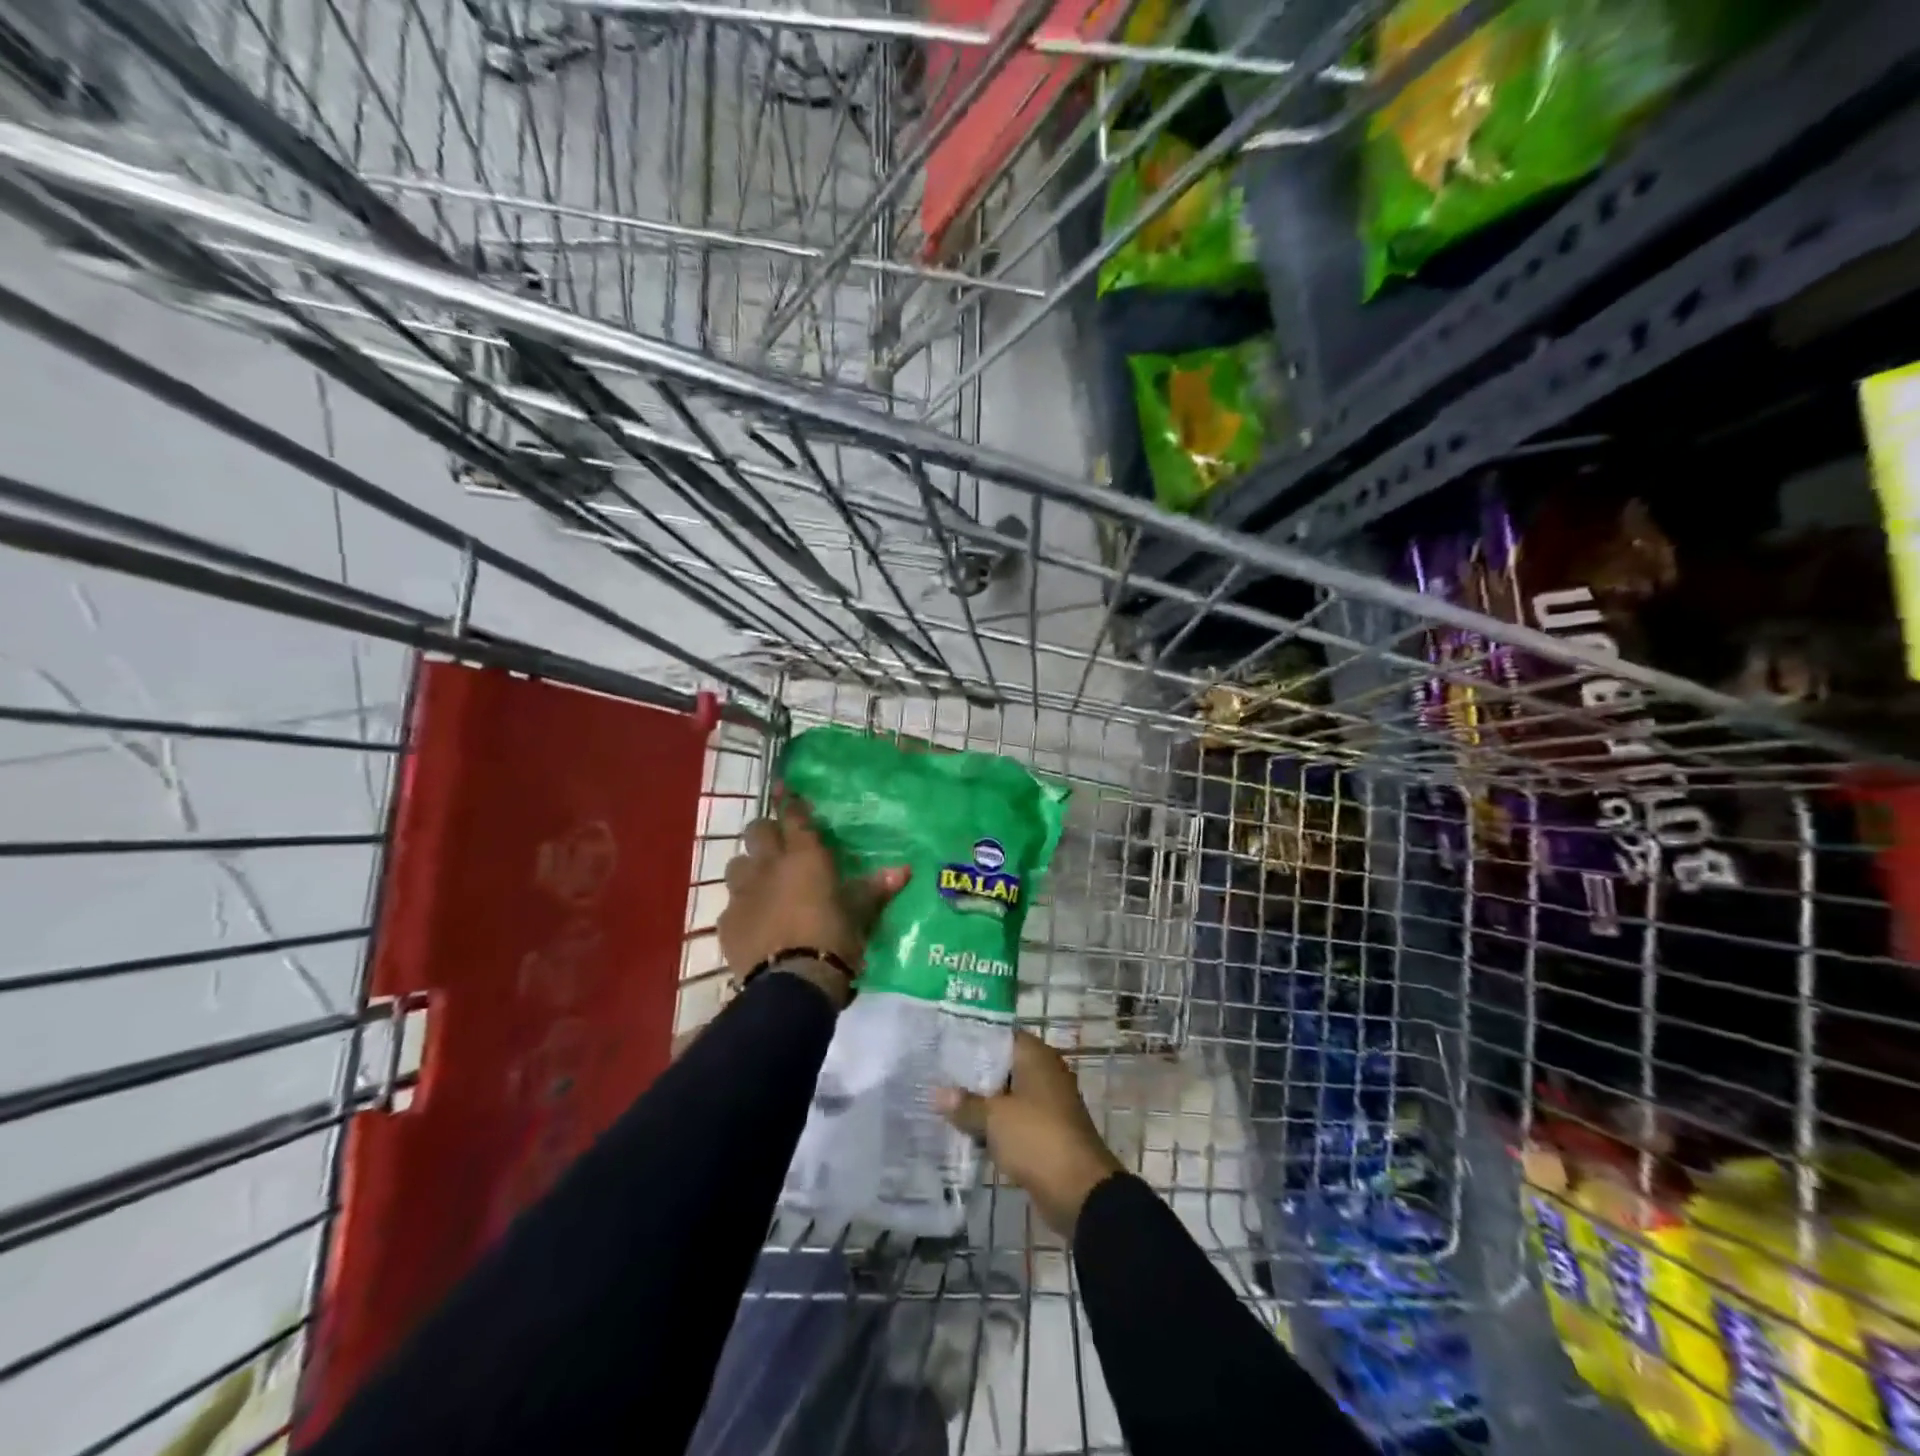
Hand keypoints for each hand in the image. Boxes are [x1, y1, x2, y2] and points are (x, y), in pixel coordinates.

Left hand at [717, 796, 907, 1002]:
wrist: (793, 982)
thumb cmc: (834, 938)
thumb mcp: (860, 913)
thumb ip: (876, 888)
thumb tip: (904, 869)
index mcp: (805, 856)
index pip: (794, 816)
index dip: (790, 801)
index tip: (785, 789)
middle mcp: (769, 865)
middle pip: (757, 830)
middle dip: (766, 830)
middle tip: (778, 841)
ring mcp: (742, 893)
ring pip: (737, 863)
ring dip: (749, 866)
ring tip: (762, 881)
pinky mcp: (727, 922)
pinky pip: (731, 903)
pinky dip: (742, 906)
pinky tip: (754, 920)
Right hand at [935, 1031, 1124, 1237]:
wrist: (1079, 1190)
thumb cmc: (1036, 1138)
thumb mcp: (994, 1118)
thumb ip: (965, 1104)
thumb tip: (936, 1093)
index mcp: (1036, 1057)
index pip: (1001, 1036)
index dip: (974, 1039)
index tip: (944, 1044)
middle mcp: (1044, 1073)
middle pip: (1002, 1066)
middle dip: (973, 1074)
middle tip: (936, 1074)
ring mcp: (1047, 1104)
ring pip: (1007, 1096)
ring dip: (982, 1103)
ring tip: (944, 1103)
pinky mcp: (1046, 1133)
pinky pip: (1014, 1121)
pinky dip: (995, 1126)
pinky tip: (967, 1132)